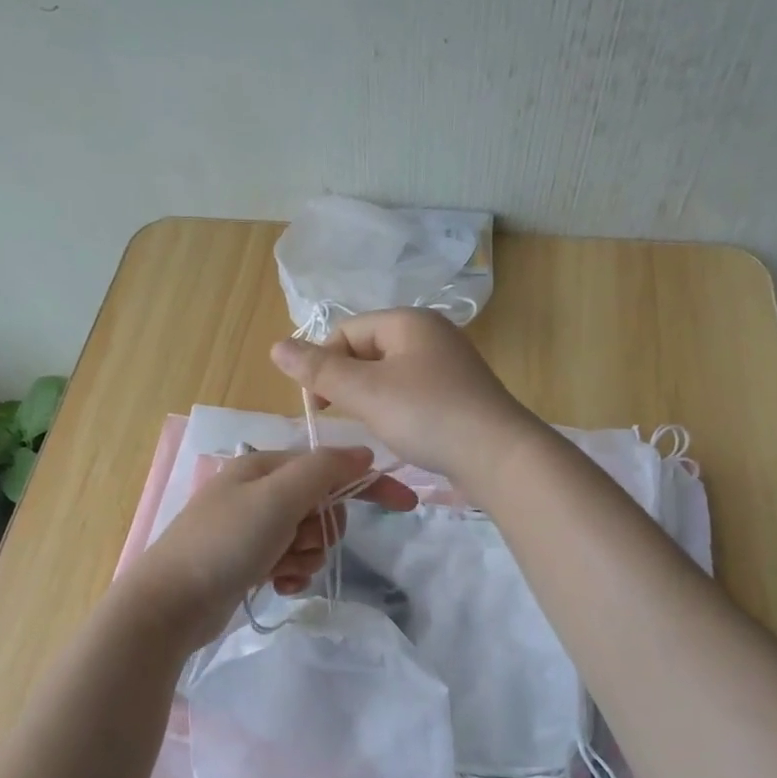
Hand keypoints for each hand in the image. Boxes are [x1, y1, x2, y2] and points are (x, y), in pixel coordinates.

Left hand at [122, 446, 417, 650]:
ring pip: (308, 537)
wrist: (169, 604)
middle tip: (300, 543)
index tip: (406, 504)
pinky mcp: (247, 561)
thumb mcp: (277, 498)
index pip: (329, 466)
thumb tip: (363, 453)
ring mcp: (251, 529)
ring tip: (281, 569)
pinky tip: (278, 586)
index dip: (368, 482)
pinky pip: (290, 561)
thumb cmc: (225, 543)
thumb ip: (323, 470)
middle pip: (321, 505)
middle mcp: (258, 492)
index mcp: (263, 467)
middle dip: (321, 530)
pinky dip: (291, 573)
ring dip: (305, 556)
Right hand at [270, 308, 543, 485]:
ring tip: (373, 426)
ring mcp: (449, 364)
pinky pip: (412, 392)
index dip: (323, 364)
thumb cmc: (427, 416)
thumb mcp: (366, 392)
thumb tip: (276, 346)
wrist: (500, 457)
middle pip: (367, 350)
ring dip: (370, 399)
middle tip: (345, 417)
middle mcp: (431, 334)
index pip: (346, 331)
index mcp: (409, 321)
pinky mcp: (459, 394)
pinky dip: (396, 409)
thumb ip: (319, 370)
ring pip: (389, 374)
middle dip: (347, 382)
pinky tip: (400, 432)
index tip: (317, 405)